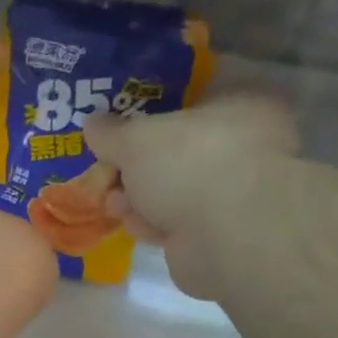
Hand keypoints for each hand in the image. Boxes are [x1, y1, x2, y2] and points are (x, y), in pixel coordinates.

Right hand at [86, 96, 298, 302]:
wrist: (226, 234)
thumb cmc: (189, 164)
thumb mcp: (136, 139)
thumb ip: (112, 132)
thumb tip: (92, 123)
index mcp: (241, 104)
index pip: (191, 103)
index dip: (151, 118)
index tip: (120, 135)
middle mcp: (245, 144)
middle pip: (178, 152)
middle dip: (138, 167)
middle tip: (109, 174)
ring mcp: (236, 192)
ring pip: (176, 190)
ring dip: (141, 199)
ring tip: (113, 205)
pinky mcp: (222, 233)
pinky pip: (180, 222)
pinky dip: (156, 224)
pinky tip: (136, 228)